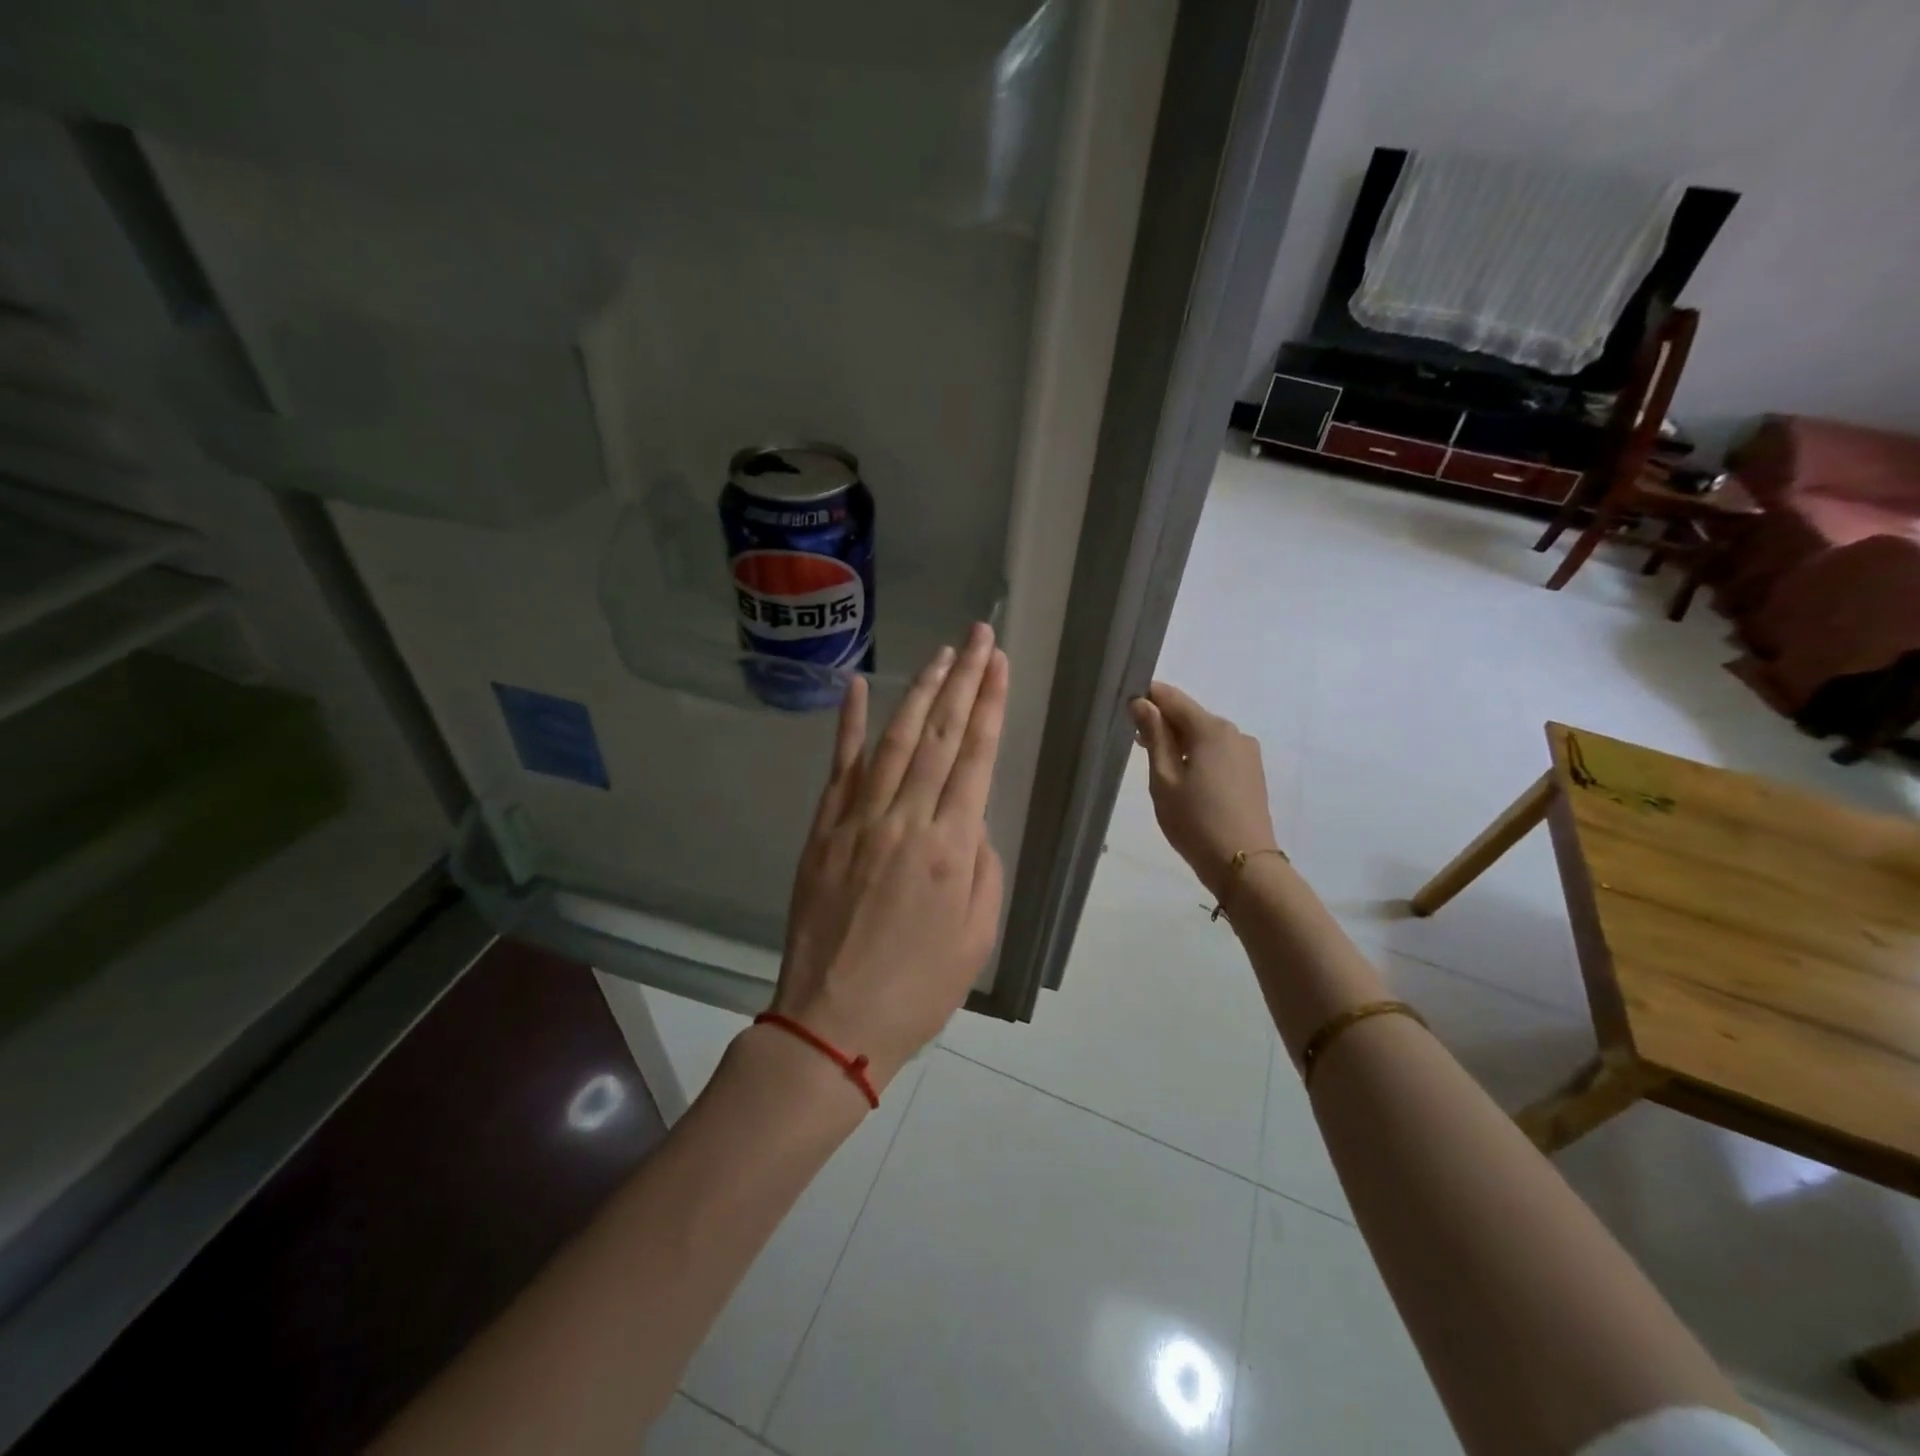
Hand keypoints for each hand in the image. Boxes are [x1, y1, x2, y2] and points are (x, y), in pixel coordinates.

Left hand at [773, 624, 1008, 1093]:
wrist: (834, 1020)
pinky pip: (839, 767)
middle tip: (978, 636)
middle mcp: (906, 820)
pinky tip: (859, 686)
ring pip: (894, 740)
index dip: (989, 704)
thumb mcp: (978, 935)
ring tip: (941, 654)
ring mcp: (858, 819)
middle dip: (963, 680)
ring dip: (920, 692)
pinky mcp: (823, 829)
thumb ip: (983, 867)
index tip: (998, 662)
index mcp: (952, 848)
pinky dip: (850, 724)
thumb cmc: (919, 988)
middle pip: (939, 735)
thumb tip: (970, 822)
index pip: (976, 757)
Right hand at [1128, 681, 1278, 897]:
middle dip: (1163, 722)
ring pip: (1205, 735)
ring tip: (1158, 766)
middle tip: (1135, 742)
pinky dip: (1197, 756)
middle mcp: (1234, 732)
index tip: (1125, 710)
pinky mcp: (1252, 772)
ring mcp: (1247, 753)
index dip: (1147, 698)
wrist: (1243, 864)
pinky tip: (1185, 779)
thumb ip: (1154, 736)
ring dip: (1180, 741)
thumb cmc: (1195, 821)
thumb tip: (1142, 703)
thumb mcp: (1164, 778)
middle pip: (1190, 715)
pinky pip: (1218, 752)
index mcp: (1211, 729)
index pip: (1172, 698)